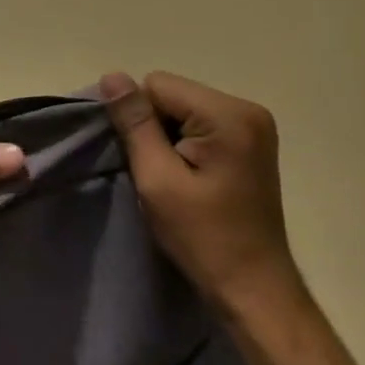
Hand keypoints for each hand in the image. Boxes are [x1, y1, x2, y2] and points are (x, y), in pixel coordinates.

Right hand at [101, 71, 301, 312]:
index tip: (144, 160)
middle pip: (172, 94)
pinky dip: (185, 144)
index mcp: (228, 114)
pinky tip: (190, 176)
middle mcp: (246, 108)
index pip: (157, 85)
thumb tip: (111, 76)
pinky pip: (200, 123)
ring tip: (175, 178)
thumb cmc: (203, 236)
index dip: (138, 119)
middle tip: (159, 173)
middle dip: (154, 126)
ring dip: (168, 137)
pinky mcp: (251, 141)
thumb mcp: (157, 178)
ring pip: (182, 108)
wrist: (253, 288)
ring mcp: (253, 125)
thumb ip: (134, 123)